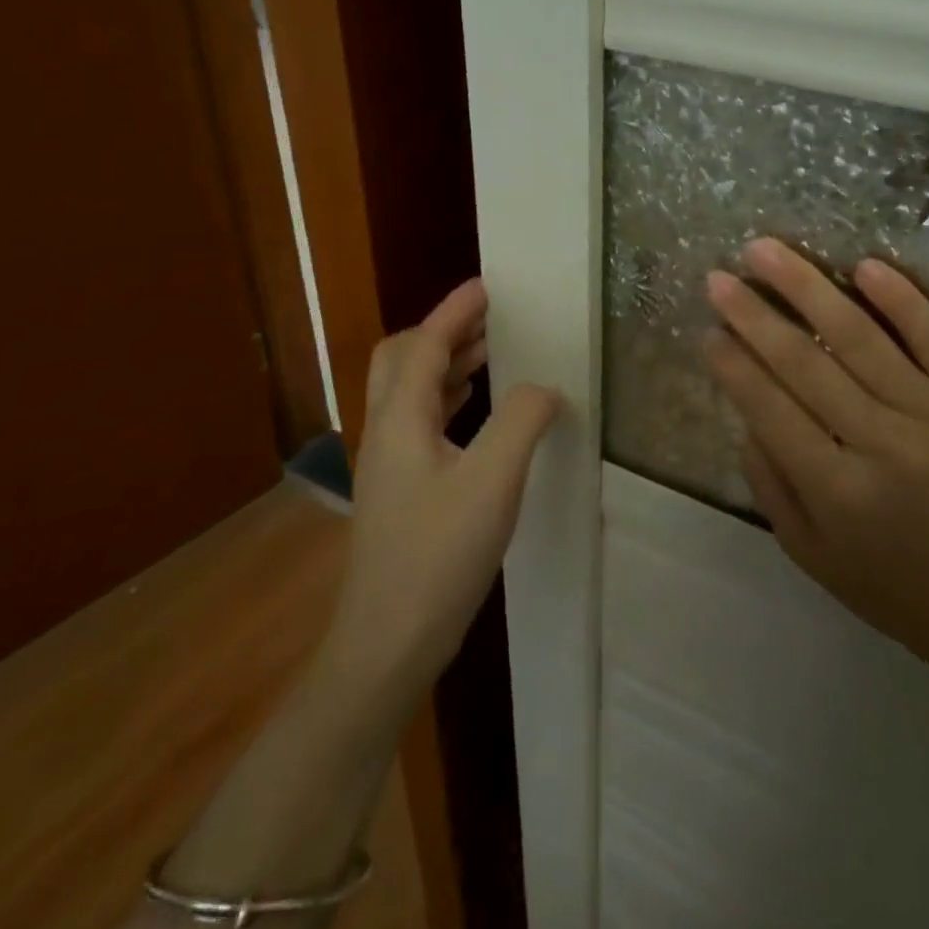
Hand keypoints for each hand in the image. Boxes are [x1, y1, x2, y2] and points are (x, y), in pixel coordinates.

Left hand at [326, 279, 557, 714]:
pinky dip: (447, 399)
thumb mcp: (493, 481)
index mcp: (401, 419)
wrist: (388, 643)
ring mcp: (388, 464)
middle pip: (401, 360)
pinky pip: (420, 421)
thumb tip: (542, 388)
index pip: (424, 344)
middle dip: (442, 331)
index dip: (455, 310)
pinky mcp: (399, 491)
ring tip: (489, 356)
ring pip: (409, 391)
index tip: (486, 285)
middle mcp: (385, 432)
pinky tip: (476, 415)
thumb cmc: (439, 556)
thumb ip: (522, 421)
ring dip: (445, 364)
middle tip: (488, 321)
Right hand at [704, 239, 928, 679]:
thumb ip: (771, 487)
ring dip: (808, 287)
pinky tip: (864, 266)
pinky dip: (901, 299)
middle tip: (720, 276)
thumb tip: (745, 414)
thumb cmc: (903, 592)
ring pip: (861, 337)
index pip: (769, 408)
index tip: (707, 328)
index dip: (733, 365)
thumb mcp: (815, 557)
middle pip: (805, 363)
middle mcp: (883, 446)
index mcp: (837, 492)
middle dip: (753, 314)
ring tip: (766, 250)